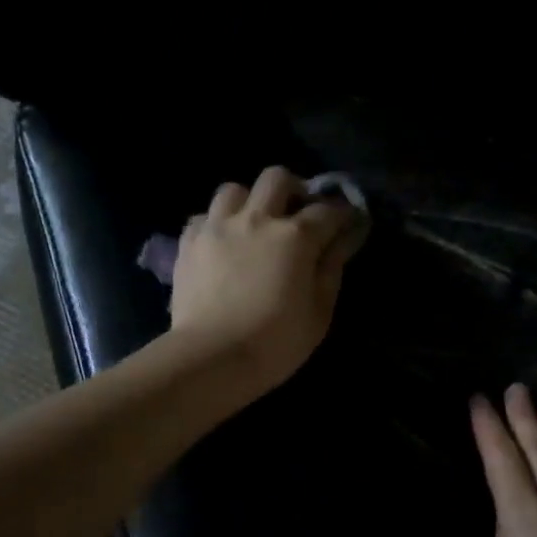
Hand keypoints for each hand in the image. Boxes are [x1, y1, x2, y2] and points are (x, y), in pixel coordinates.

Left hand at [167, 167, 367, 396]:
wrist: (211, 357)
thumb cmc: (275, 343)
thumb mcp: (319, 313)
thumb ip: (331, 270)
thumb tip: (342, 240)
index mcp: (295, 236)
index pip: (327, 211)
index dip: (341, 214)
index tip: (347, 224)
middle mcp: (256, 219)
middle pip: (276, 178)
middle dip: (293, 190)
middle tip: (296, 214)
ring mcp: (217, 227)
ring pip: (234, 190)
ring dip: (249, 201)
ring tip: (252, 225)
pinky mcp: (188, 243)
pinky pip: (203, 217)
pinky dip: (216, 224)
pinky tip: (221, 244)